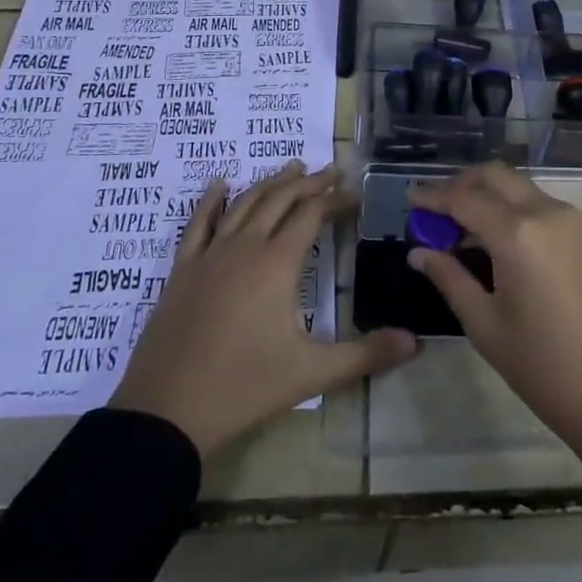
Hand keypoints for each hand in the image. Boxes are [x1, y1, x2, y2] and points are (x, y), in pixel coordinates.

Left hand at [111, 162, 416, 454]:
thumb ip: (365, 354)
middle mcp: (245, 247)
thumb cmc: (244, 388)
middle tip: (330, 171)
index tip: (354, 193)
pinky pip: (197, 224)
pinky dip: (210, 200)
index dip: (335, 199)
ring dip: (269, 183)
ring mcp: (210, 256)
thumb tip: (416, 342)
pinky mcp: (182, 271)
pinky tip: (219, 184)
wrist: (165, 413)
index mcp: (277, 264)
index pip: (312, 215)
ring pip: (244, 204)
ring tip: (290, 168)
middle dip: (307, 183)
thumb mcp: (312, 373)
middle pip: (280, 200)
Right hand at [404, 162, 581, 455]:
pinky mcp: (581, 233)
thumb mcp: (485, 325)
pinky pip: (535, 202)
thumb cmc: (544, 367)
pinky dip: (507, 206)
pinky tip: (489, 236)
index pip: (464, 198)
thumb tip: (419, 251)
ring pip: (517, 185)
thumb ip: (449, 278)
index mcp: (518, 233)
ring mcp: (569, 219)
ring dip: (485, 193)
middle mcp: (545, 211)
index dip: (433, 196)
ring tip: (455, 225)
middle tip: (431, 209)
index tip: (408, 199)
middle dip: (460, 184)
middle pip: (494, 176)